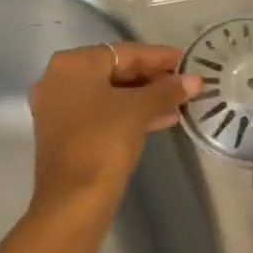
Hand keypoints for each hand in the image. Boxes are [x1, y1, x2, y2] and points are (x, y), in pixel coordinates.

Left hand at [27, 43, 199, 221]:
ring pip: (109, 95)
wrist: (72, 201)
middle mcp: (58, 80)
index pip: (123, 52)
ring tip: (180, 103)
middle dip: (152, 78)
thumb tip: (194, 80)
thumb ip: (166, 90)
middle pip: (114, 71)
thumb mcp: (138, 111)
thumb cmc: (102, 142)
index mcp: (71, 65)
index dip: (159, 57)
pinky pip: (102, 114)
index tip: (189, 61)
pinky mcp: (64, 135)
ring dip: (144, 98)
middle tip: (187, 83)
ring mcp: (58, 109)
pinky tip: (161, 120)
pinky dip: (128, 114)